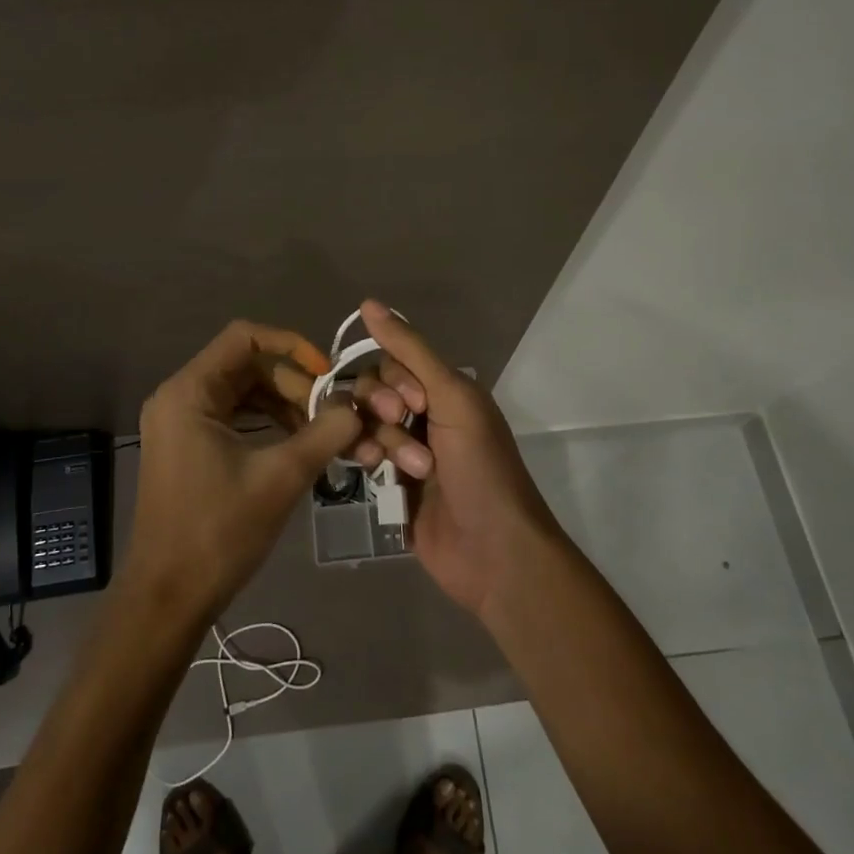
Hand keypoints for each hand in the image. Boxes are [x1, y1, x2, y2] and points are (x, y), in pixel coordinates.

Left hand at [126, 320, 362, 625]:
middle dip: (294, 386)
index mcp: (189, 392)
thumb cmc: (218, 532)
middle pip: (247, 366)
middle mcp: (179, 397)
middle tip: (332, 417)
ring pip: (243, 393)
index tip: (327, 373)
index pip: (244, 337)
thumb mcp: (281, 477)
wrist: (167, 598)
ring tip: (321, 434)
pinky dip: (266, 425)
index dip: (291, 345)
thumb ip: (325, 434)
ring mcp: (180, 423)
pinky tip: (297, 447)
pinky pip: (233, 417)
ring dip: (284, 406)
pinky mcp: (187, 447)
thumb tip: (359, 406)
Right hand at [348, 300, 561, 618]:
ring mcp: (404, 451)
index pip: (392, 363)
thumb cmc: (481, 468)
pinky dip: (363, 459)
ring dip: (380, 442)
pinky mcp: (389, 485)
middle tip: (402, 429)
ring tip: (405, 469)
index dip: (392, 380)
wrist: (493, 551)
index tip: (411, 404)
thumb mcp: (452, 399)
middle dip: (382, 411)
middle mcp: (423, 415)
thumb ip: (410, 351)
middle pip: (372, 392)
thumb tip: (368, 303)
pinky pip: (360, 456)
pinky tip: (372, 474)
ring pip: (364, 424)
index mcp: (445, 390)